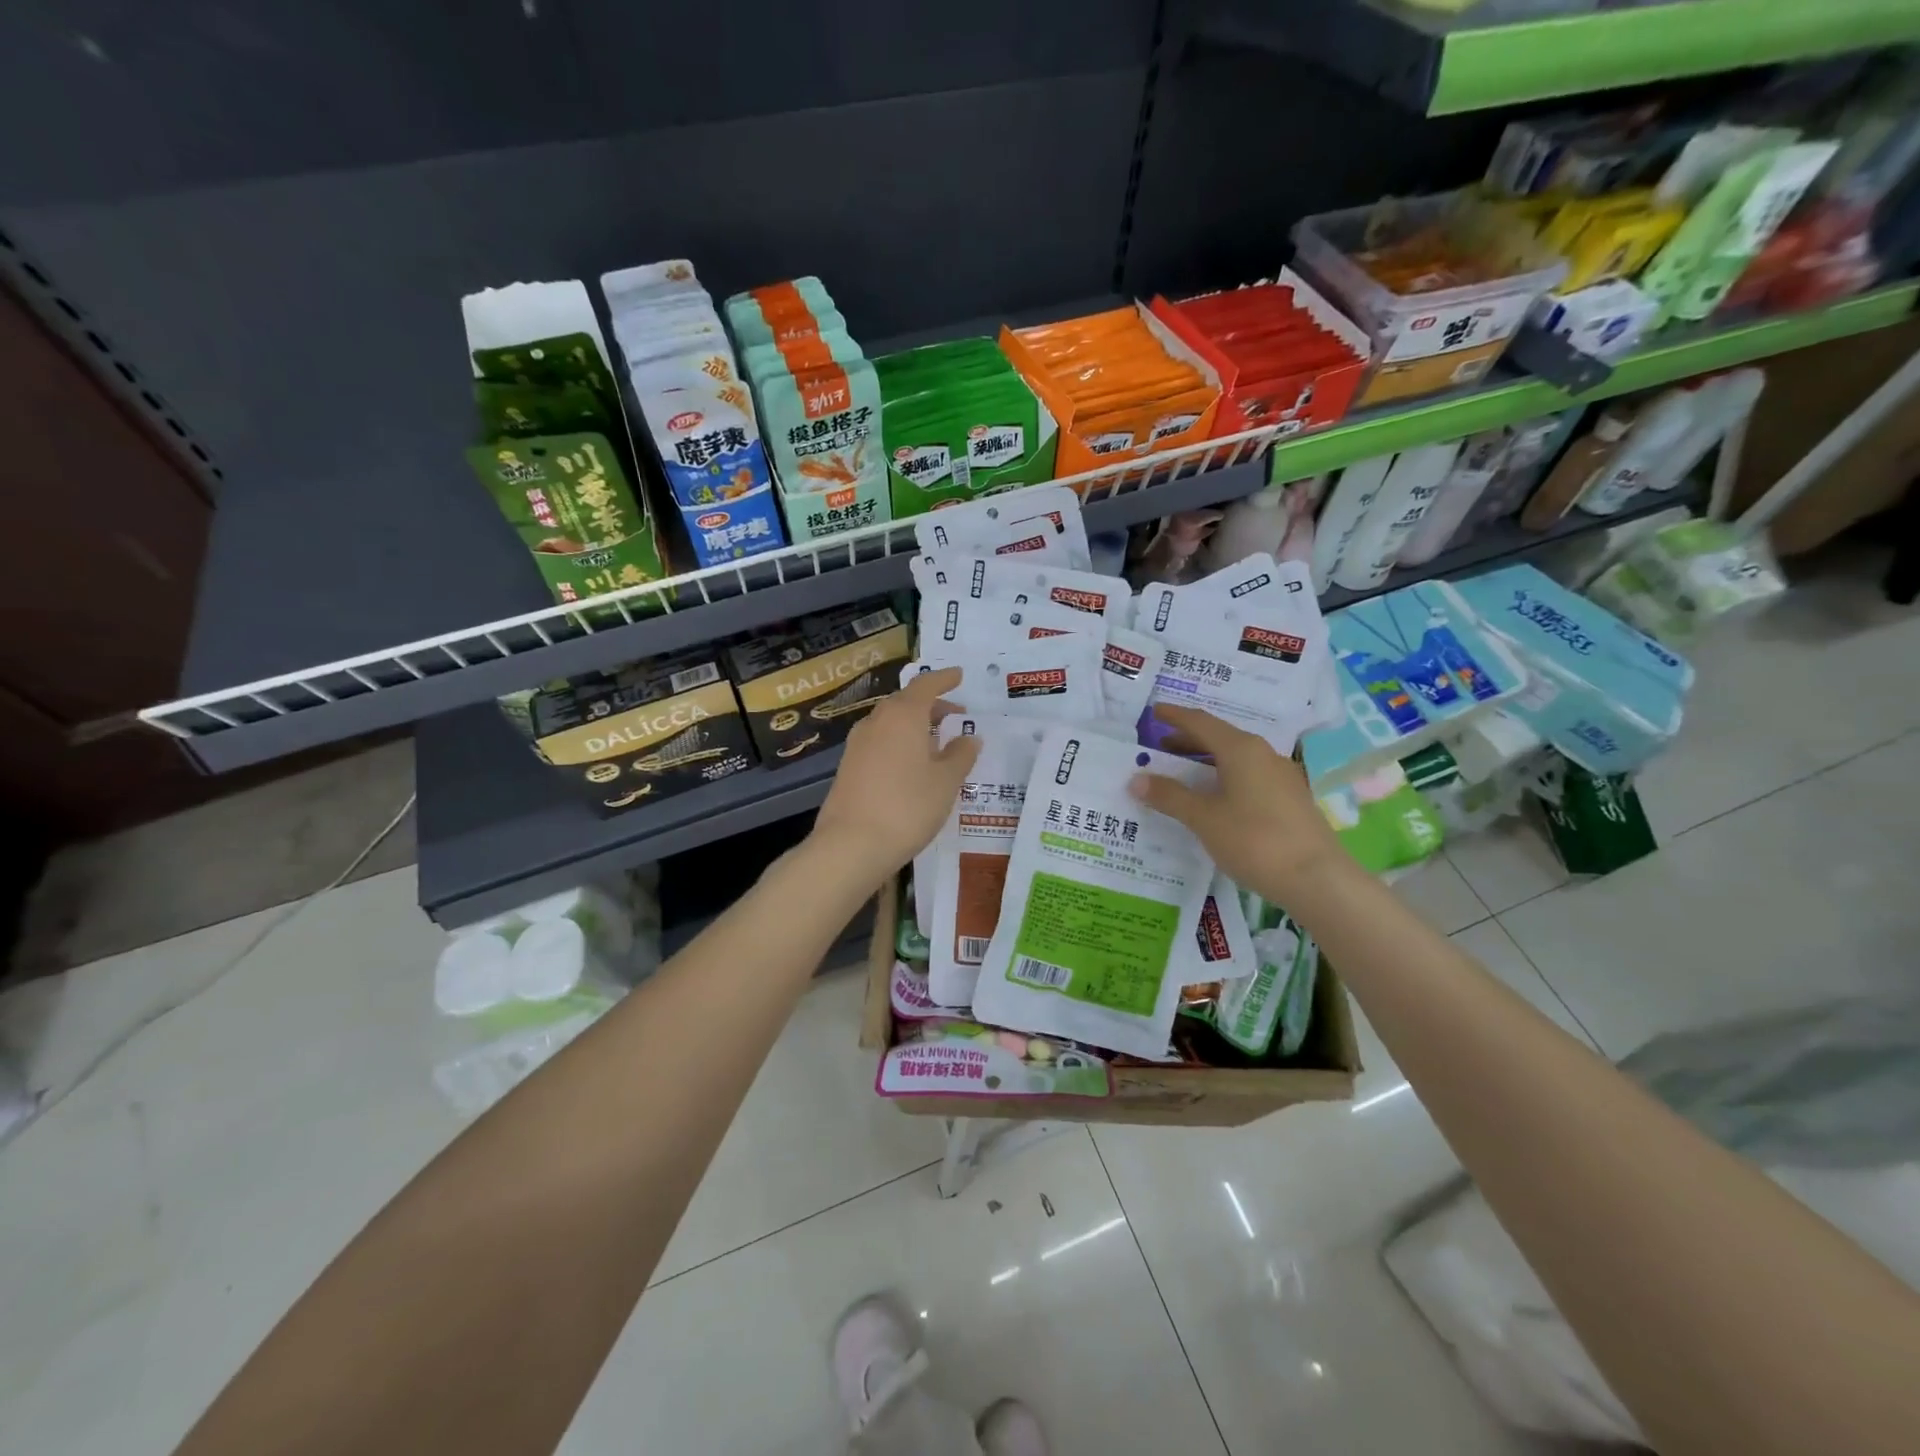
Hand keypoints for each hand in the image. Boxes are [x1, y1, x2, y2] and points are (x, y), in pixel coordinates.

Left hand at [810, 667, 979, 889]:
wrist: (851, 845)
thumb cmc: (907, 807)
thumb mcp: (946, 782)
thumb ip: (961, 755)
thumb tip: (970, 737)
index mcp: (903, 715)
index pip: (926, 686)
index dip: (944, 679)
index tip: (959, 675)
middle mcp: (877, 722)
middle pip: (906, 703)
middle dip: (931, 705)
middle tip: (954, 713)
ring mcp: (858, 744)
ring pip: (891, 723)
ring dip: (914, 725)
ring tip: (936, 740)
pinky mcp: (848, 767)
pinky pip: (880, 742)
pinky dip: (899, 742)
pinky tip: (911, 764)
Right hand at [1127, 704, 1342, 902]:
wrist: (1317, 879)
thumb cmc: (1254, 841)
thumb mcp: (1203, 819)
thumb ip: (1169, 796)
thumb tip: (1136, 779)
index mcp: (1241, 749)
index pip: (1201, 722)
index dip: (1175, 716)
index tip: (1155, 711)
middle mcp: (1263, 754)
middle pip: (1220, 737)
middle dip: (1188, 740)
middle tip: (1160, 748)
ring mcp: (1281, 776)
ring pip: (1236, 757)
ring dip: (1207, 760)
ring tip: (1183, 774)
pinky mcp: (1291, 798)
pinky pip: (1249, 775)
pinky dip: (1225, 777)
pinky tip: (1215, 799)